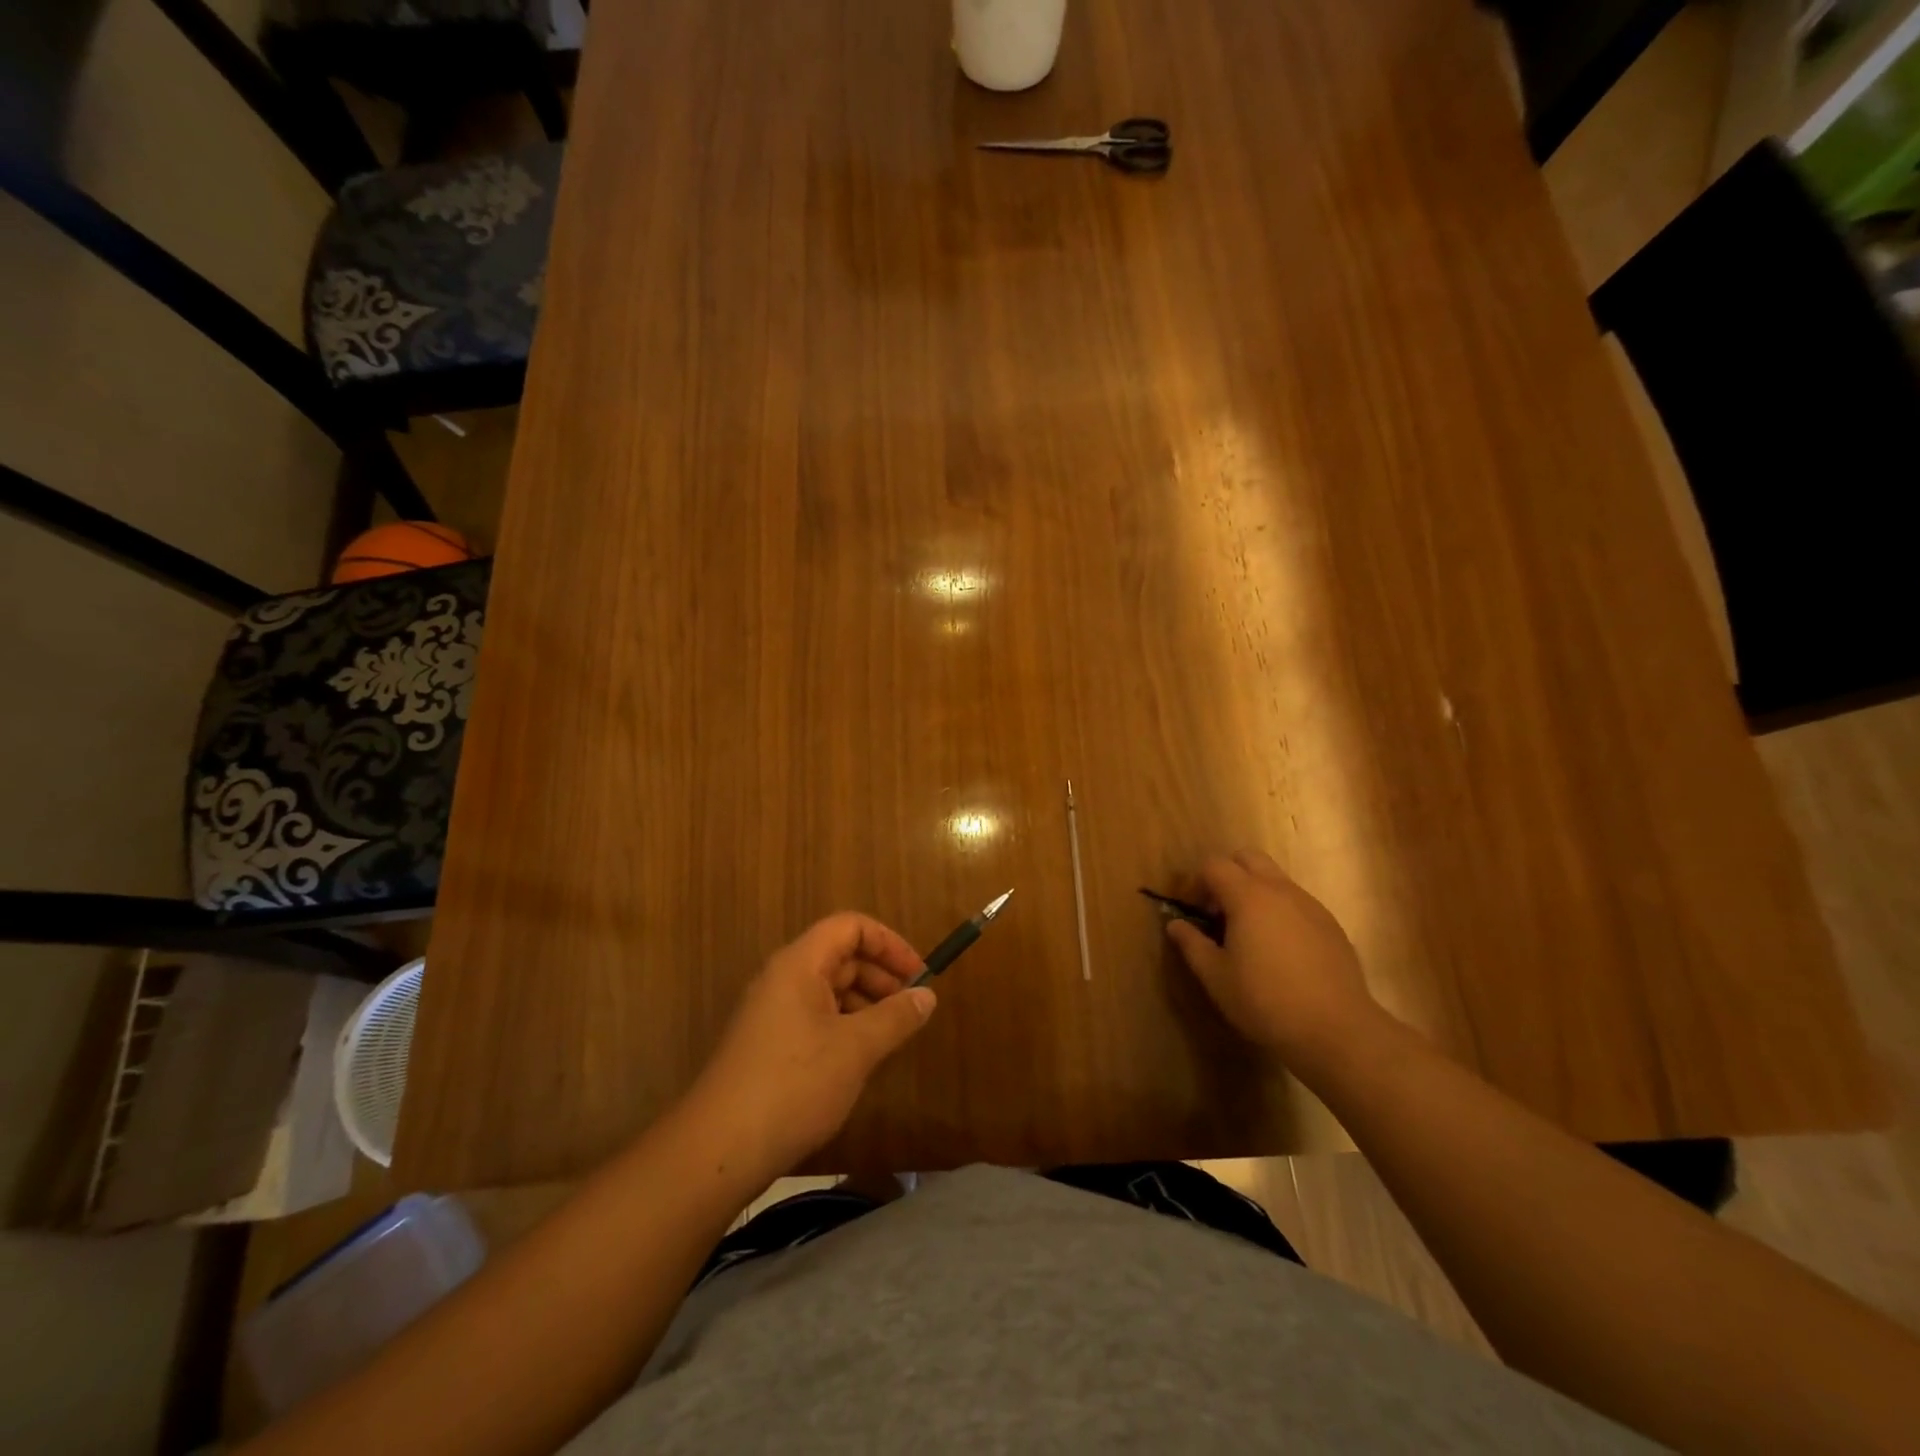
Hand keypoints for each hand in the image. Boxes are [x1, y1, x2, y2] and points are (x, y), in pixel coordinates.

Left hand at [686, 913, 935, 1174]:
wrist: (718, 1150)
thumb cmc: (794, 1085)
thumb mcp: (856, 1049)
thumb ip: (896, 1017)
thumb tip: (927, 996)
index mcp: (799, 964)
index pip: (851, 927)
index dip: (889, 943)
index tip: (919, 976)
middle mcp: (782, 978)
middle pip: (840, 956)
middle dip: (881, 976)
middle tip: (912, 1009)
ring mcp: (771, 1012)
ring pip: (829, 990)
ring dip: (865, 1004)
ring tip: (892, 1037)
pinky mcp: (767, 1044)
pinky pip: (815, 1018)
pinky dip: (844, 1026)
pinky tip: (860, 1060)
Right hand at [1166, 850, 1386, 1075]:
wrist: (1337, 1030)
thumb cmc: (1265, 1001)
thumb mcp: (1216, 976)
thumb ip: (1192, 943)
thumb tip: (1175, 924)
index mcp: (1248, 896)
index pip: (1214, 864)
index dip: (1197, 882)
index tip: (1193, 911)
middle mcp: (1280, 890)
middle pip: (1248, 858)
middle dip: (1228, 874)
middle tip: (1220, 912)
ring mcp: (1310, 905)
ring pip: (1275, 879)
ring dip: (1255, 892)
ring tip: (1249, 934)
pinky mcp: (1331, 924)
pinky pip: (1297, 902)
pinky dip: (1280, 911)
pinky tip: (1280, 951)